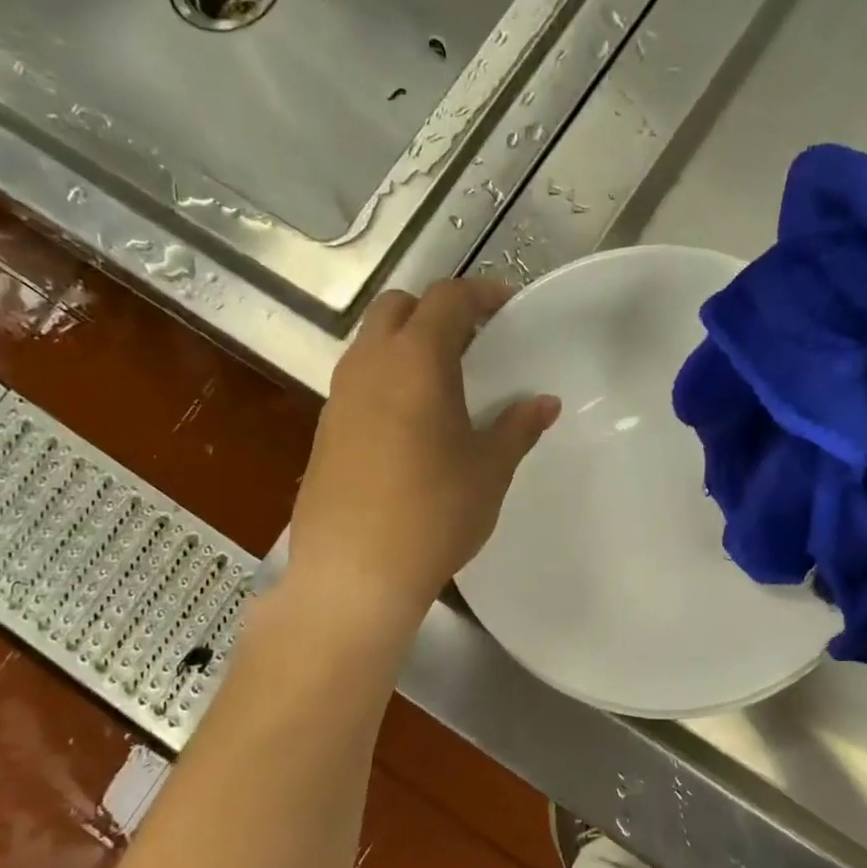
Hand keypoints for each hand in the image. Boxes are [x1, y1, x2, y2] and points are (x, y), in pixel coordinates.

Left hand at [288, 279, 558, 621]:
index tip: (507, 306)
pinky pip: (357, 383)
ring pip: (371, 344)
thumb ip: (517, 428)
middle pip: (397, 307)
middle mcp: (368, 365)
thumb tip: (543, 403)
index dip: (480, 293)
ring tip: (443, 384)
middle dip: (436, 311)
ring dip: (406, 345)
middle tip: (472, 342)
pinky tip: (409, 424)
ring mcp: (338, 397)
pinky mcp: (323, 431)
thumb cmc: (434, 513)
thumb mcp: (489, 470)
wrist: (354, 573)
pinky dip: (386, 380)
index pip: (446, 298)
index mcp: (415, 360)